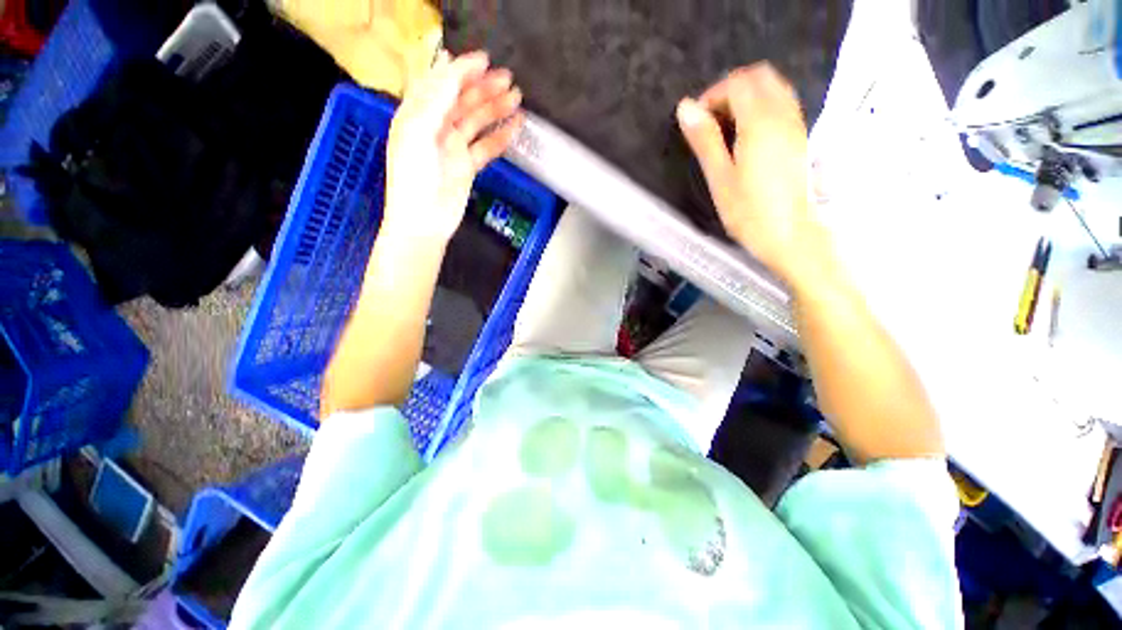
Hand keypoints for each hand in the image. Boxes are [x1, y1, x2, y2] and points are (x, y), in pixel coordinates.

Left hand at [383, 50, 523, 242]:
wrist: (424, 221)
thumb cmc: (413, 178)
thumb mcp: (417, 133)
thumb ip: (435, 100)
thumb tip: (452, 68)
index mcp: (417, 114)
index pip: (440, 84)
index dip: (461, 70)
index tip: (485, 60)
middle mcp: (435, 126)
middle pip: (462, 100)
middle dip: (484, 88)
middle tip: (508, 80)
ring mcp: (453, 147)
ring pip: (477, 122)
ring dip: (496, 109)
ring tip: (517, 98)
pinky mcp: (467, 166)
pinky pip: (487, 147)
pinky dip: (501, 137)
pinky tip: (515, 128)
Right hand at [676, 63, 831, 289]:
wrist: (790, 234)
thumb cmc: (748, 212)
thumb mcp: (719, 177)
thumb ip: (705, 140)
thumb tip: (685, 108)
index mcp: (759, 123)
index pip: (737, 83)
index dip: (712, 95)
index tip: (697, 121)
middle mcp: (783, 114)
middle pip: (759, 76)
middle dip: (731, 88)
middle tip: (711, 119)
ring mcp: (795, 124)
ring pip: (774, 87)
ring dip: (748, 96)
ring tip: (727, 127)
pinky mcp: (800, 136)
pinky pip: (782, 103)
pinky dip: (762, 106)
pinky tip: (747, 134)